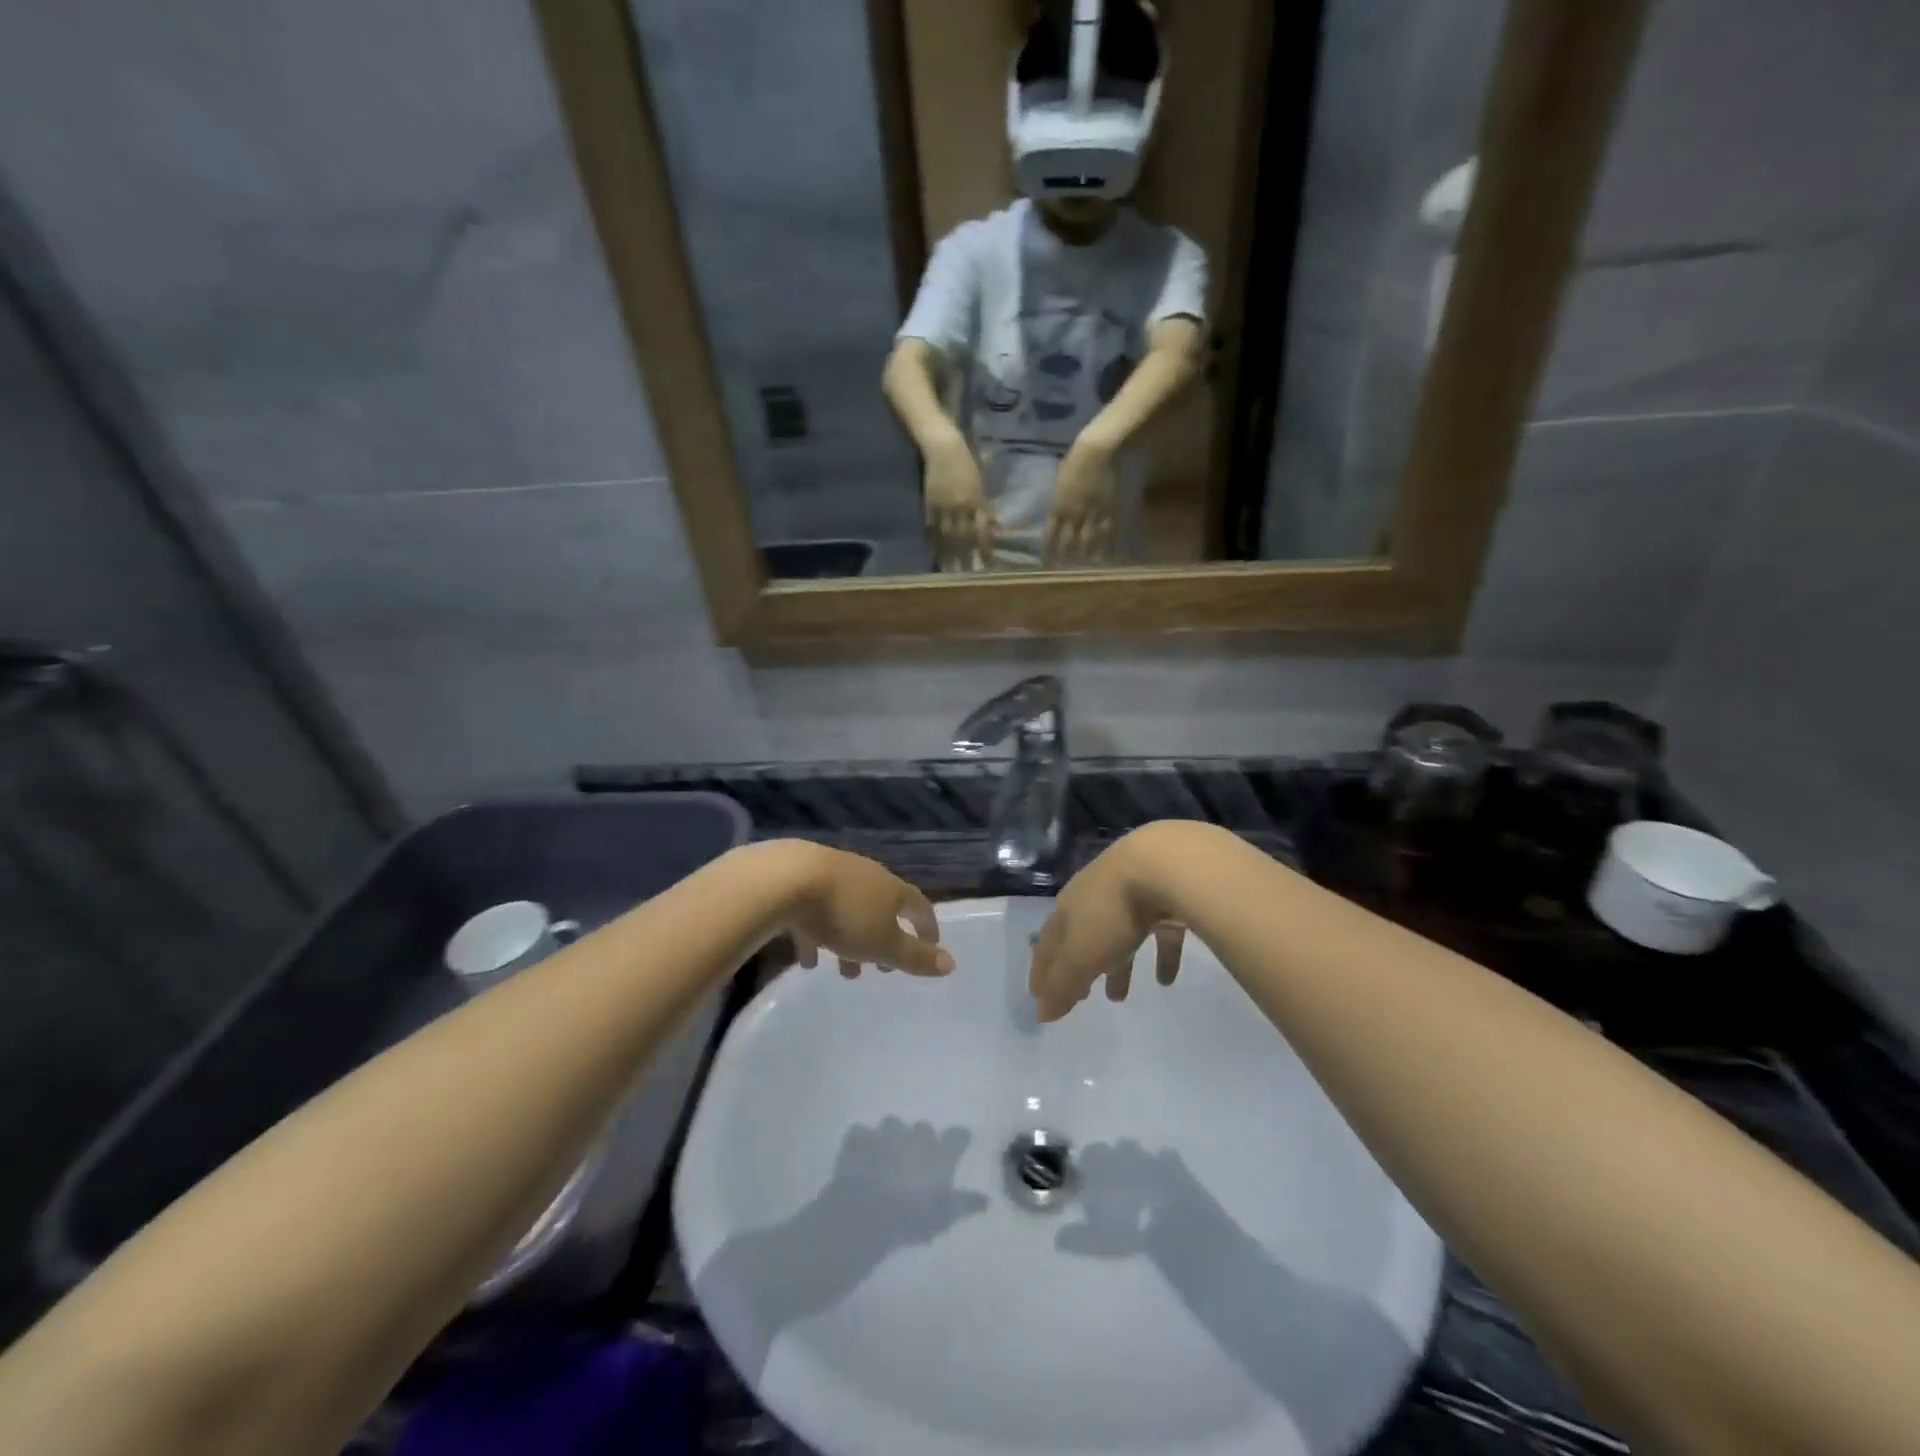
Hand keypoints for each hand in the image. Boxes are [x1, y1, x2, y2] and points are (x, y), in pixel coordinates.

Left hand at [777, 843, 952, 978]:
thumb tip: (951, 963)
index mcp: (891, 888)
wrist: (786, 880)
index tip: (931, 948)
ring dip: (849, 941)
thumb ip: (915, 956)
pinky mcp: (799, 880)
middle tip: (882, 969)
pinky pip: (814, 913)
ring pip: (848, 911)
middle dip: (883, 938)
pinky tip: (806, 958)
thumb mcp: (884, 944)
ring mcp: (831, 875)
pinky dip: (816, 935)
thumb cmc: (844, 915)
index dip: (927, 927)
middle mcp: (865, 876)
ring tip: (842, 971)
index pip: (919, 905)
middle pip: (881, 908)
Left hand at [824, 1118, 988, 1242]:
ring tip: (887, 1151)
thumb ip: (965, 1204)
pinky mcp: (860, 1139)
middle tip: (916, 1156)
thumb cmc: (912, 1217)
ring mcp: (886, 1135)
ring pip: (892, 1123)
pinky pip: (860, 1133)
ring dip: (891, 1135)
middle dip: (920, 1138)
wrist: (868, 1211)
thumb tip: (986, 1200)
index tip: (961, 1139)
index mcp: (938, 1154)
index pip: (956, 1137)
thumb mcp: (944, 1217)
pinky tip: (858, 1152)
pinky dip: (860, 1141)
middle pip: (923, 1128)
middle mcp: (914, 1137)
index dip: (959, 1138)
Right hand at [924, 434, 993, 570]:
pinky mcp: (929, 506)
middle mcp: (961, 506)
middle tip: (970, 575)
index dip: (985, 548)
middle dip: (968, 557)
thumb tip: (994, 528)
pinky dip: (935, 544)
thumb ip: (985, 508)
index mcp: (976, 500)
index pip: (982, 530)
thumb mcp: (981, 485)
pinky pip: (932, 529)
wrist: (943, 448)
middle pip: (965, 537)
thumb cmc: (967, 464)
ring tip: (953, 571)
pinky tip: (937, 556)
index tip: (988, 564)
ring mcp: (943, 507)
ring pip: (948, 536)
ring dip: (951, 555)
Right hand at [1028, 826, 1186, 1020]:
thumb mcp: (1081, 955)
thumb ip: (1062, 985)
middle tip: (1080, 996)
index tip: (1038, 995)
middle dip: (1078, 966)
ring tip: (1118, 997)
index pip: (1047, 943)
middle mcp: (1093, 898)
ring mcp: (1130, 894)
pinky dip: (1159, 956)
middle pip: (1082, 937)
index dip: (1042, 970)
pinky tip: (1166, 980)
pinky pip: (1159, 933)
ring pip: (1118, 935)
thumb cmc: (1111, 912)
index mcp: (1067, 908)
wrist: (1162, 865)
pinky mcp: (1164, 897)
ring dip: (1117, 966)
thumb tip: (1040, 1013)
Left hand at [1043, 431, 1118, 564]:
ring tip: (1089, 565)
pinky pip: (1110, 533)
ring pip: (1089, 542)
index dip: (1048, 550)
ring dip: (1087, 555)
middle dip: (1067, 556)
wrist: (1101, 450)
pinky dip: (1110, 546)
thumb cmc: (1078, 457)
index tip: (1047, 562)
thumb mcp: (1061, 478)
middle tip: (1068, 568)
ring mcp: (1093, 515)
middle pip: (1069, 543)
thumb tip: (1058, 504)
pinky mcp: (1111, 511)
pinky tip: (1111, 556)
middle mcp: (1074, 515)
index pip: (1050, 535)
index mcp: (1059, 506)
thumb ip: (1060, 495)